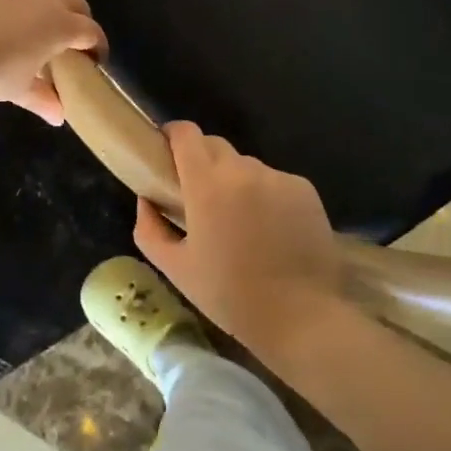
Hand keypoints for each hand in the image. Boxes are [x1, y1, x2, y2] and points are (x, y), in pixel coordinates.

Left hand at [0, 0, 104, 124]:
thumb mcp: (16, 90)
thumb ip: (42, 99)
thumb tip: (59, 116)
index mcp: (62, 27)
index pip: (91, 33)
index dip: (96, 47)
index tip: (92, 60)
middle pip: (78, 3)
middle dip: (80, 20)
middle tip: (70, 38)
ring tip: (54, 6)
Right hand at [133, 121, 349, 357]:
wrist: (301, 317)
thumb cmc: (230, 296)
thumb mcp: (176, 269)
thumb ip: (150, 229)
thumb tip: (146, 200)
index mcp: (207, 184)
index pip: (186, 133)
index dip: (173, 135)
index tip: (166, 149)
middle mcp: (243, 169)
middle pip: (215, 145)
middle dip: (202, 161)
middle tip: (199, 195)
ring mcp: (277, 177)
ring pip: (246, 165)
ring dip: (235, 181)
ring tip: (239, 219)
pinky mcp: (304, 189)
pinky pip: (274, 180)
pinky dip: (265, 194)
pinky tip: (270, 229)